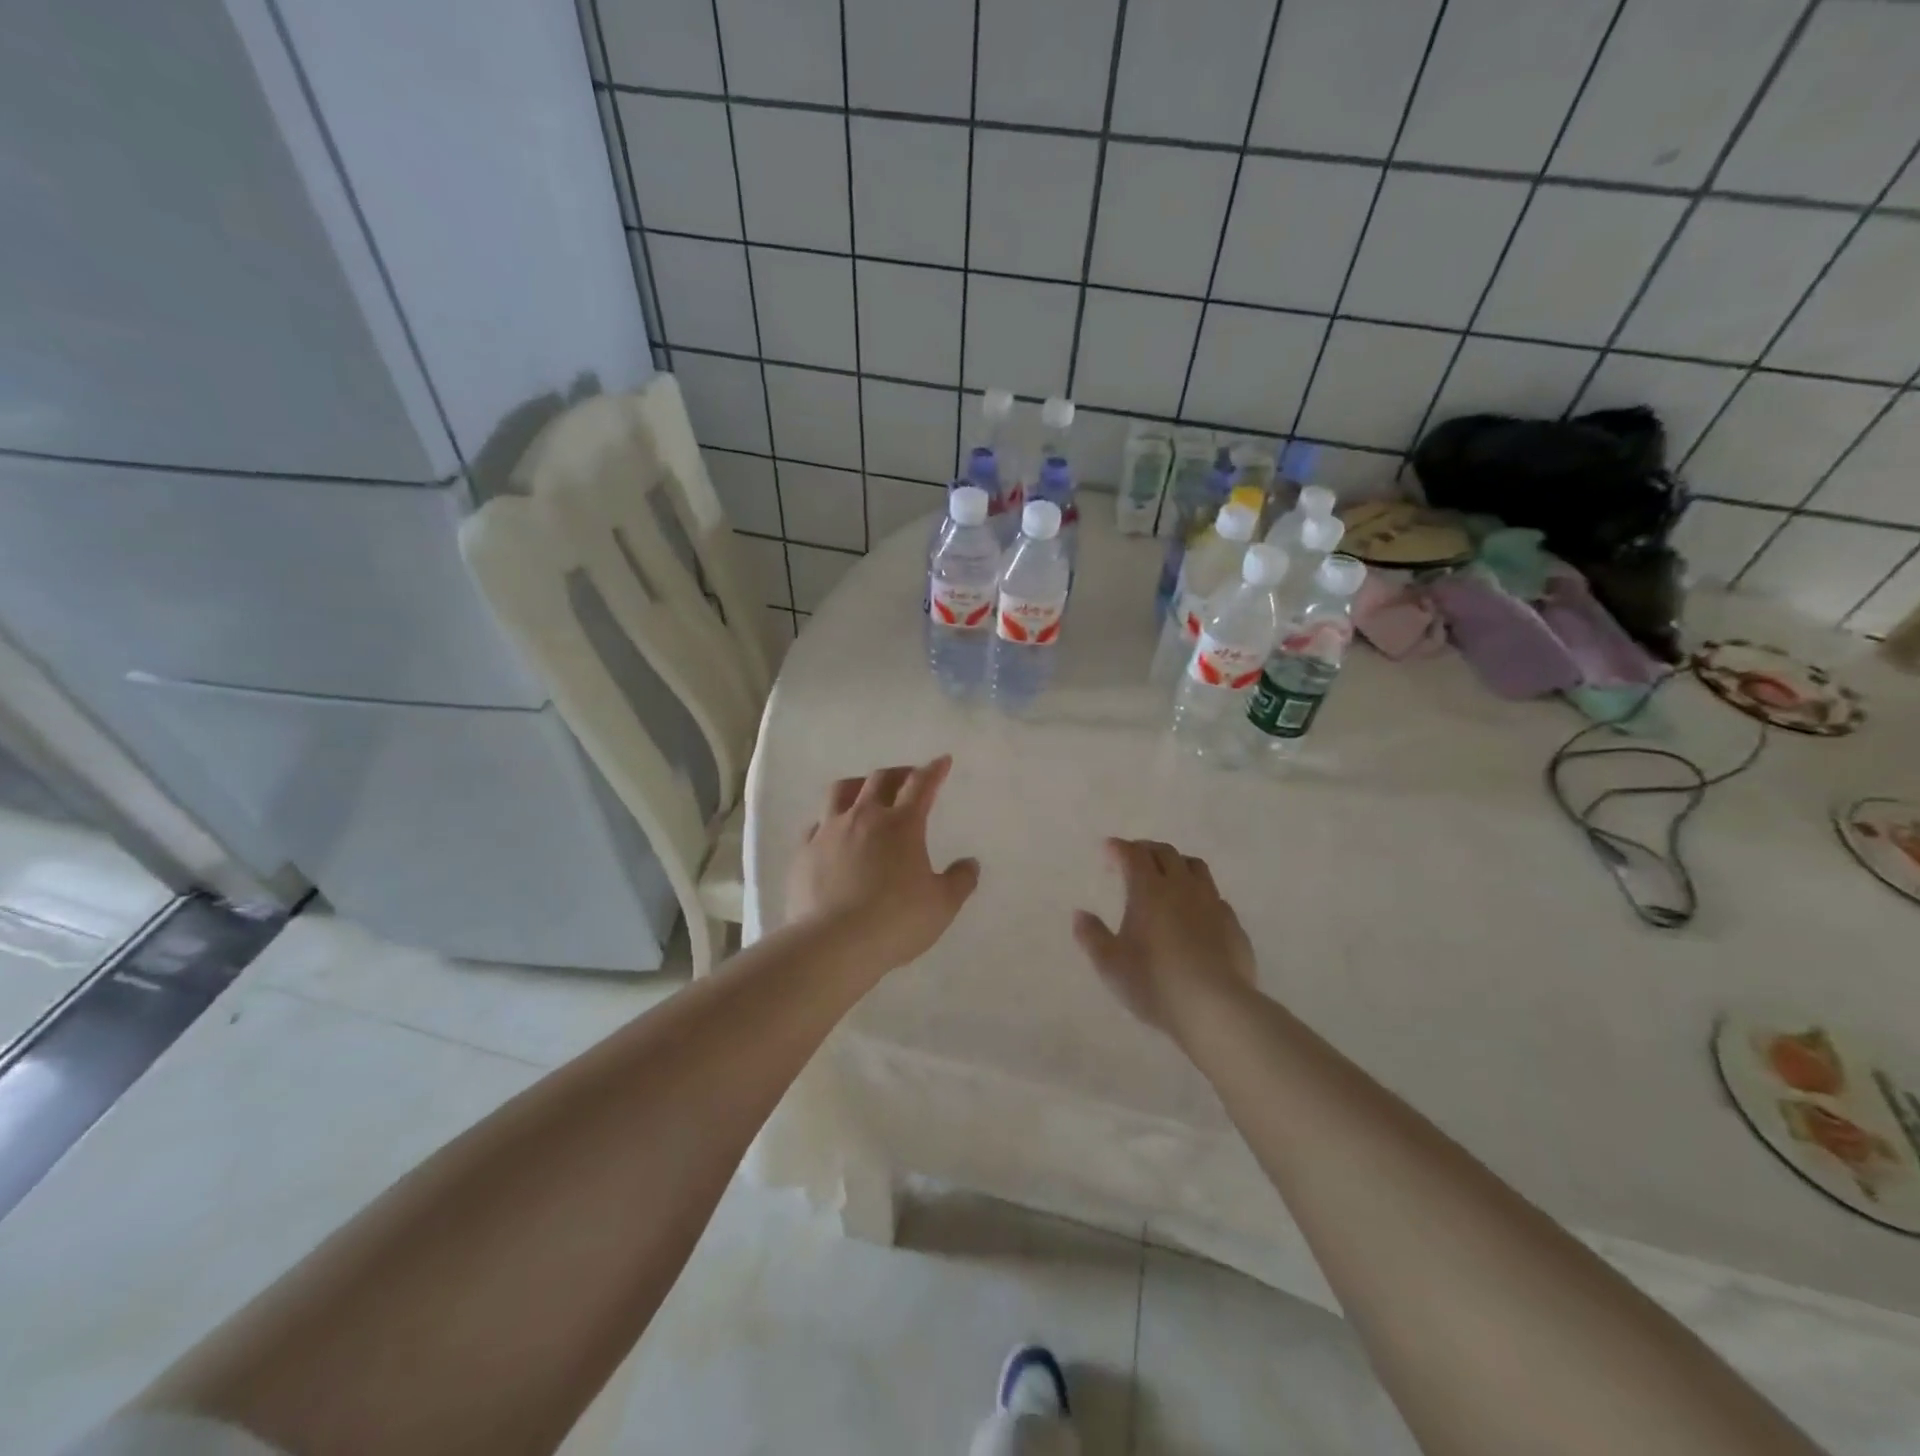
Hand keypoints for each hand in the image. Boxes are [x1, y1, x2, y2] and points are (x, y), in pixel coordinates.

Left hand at [788, 756, 980, 972]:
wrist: (833, 943)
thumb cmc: (896, 921)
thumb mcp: (942, 906)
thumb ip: (960, 881)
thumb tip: (970, 863)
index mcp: (901, 825)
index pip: (921, 785)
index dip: (934, 770)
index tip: (942, 761)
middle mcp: (864, 817)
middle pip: (880, 779)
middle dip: (898, 773)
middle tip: (908, 778)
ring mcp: (829, 831)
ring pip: (841, 791)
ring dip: (858, 785)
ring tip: (864, 792)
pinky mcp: (804, 851)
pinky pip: (816, 824)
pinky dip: (828, 820)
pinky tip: (831, 832)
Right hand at [1073, 838, 1255, 1040]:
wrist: (1216, 1008)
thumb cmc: (1155, 982)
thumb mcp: (1110, 964)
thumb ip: (1091, 936)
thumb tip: (1079, 914)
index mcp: (1149, 890)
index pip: (1133, 854)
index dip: (1119, 848)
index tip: (1108, 849)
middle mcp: (1182, 887)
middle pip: (1165, 853)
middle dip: (1146, 849)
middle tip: (1133, 859)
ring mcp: (1212, 903)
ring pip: (1195, 867)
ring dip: (1177, 864)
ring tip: (1166, 877)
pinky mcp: (1233, 924)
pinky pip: (1215, 896)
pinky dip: (1199, 893)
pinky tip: (1195, 911)